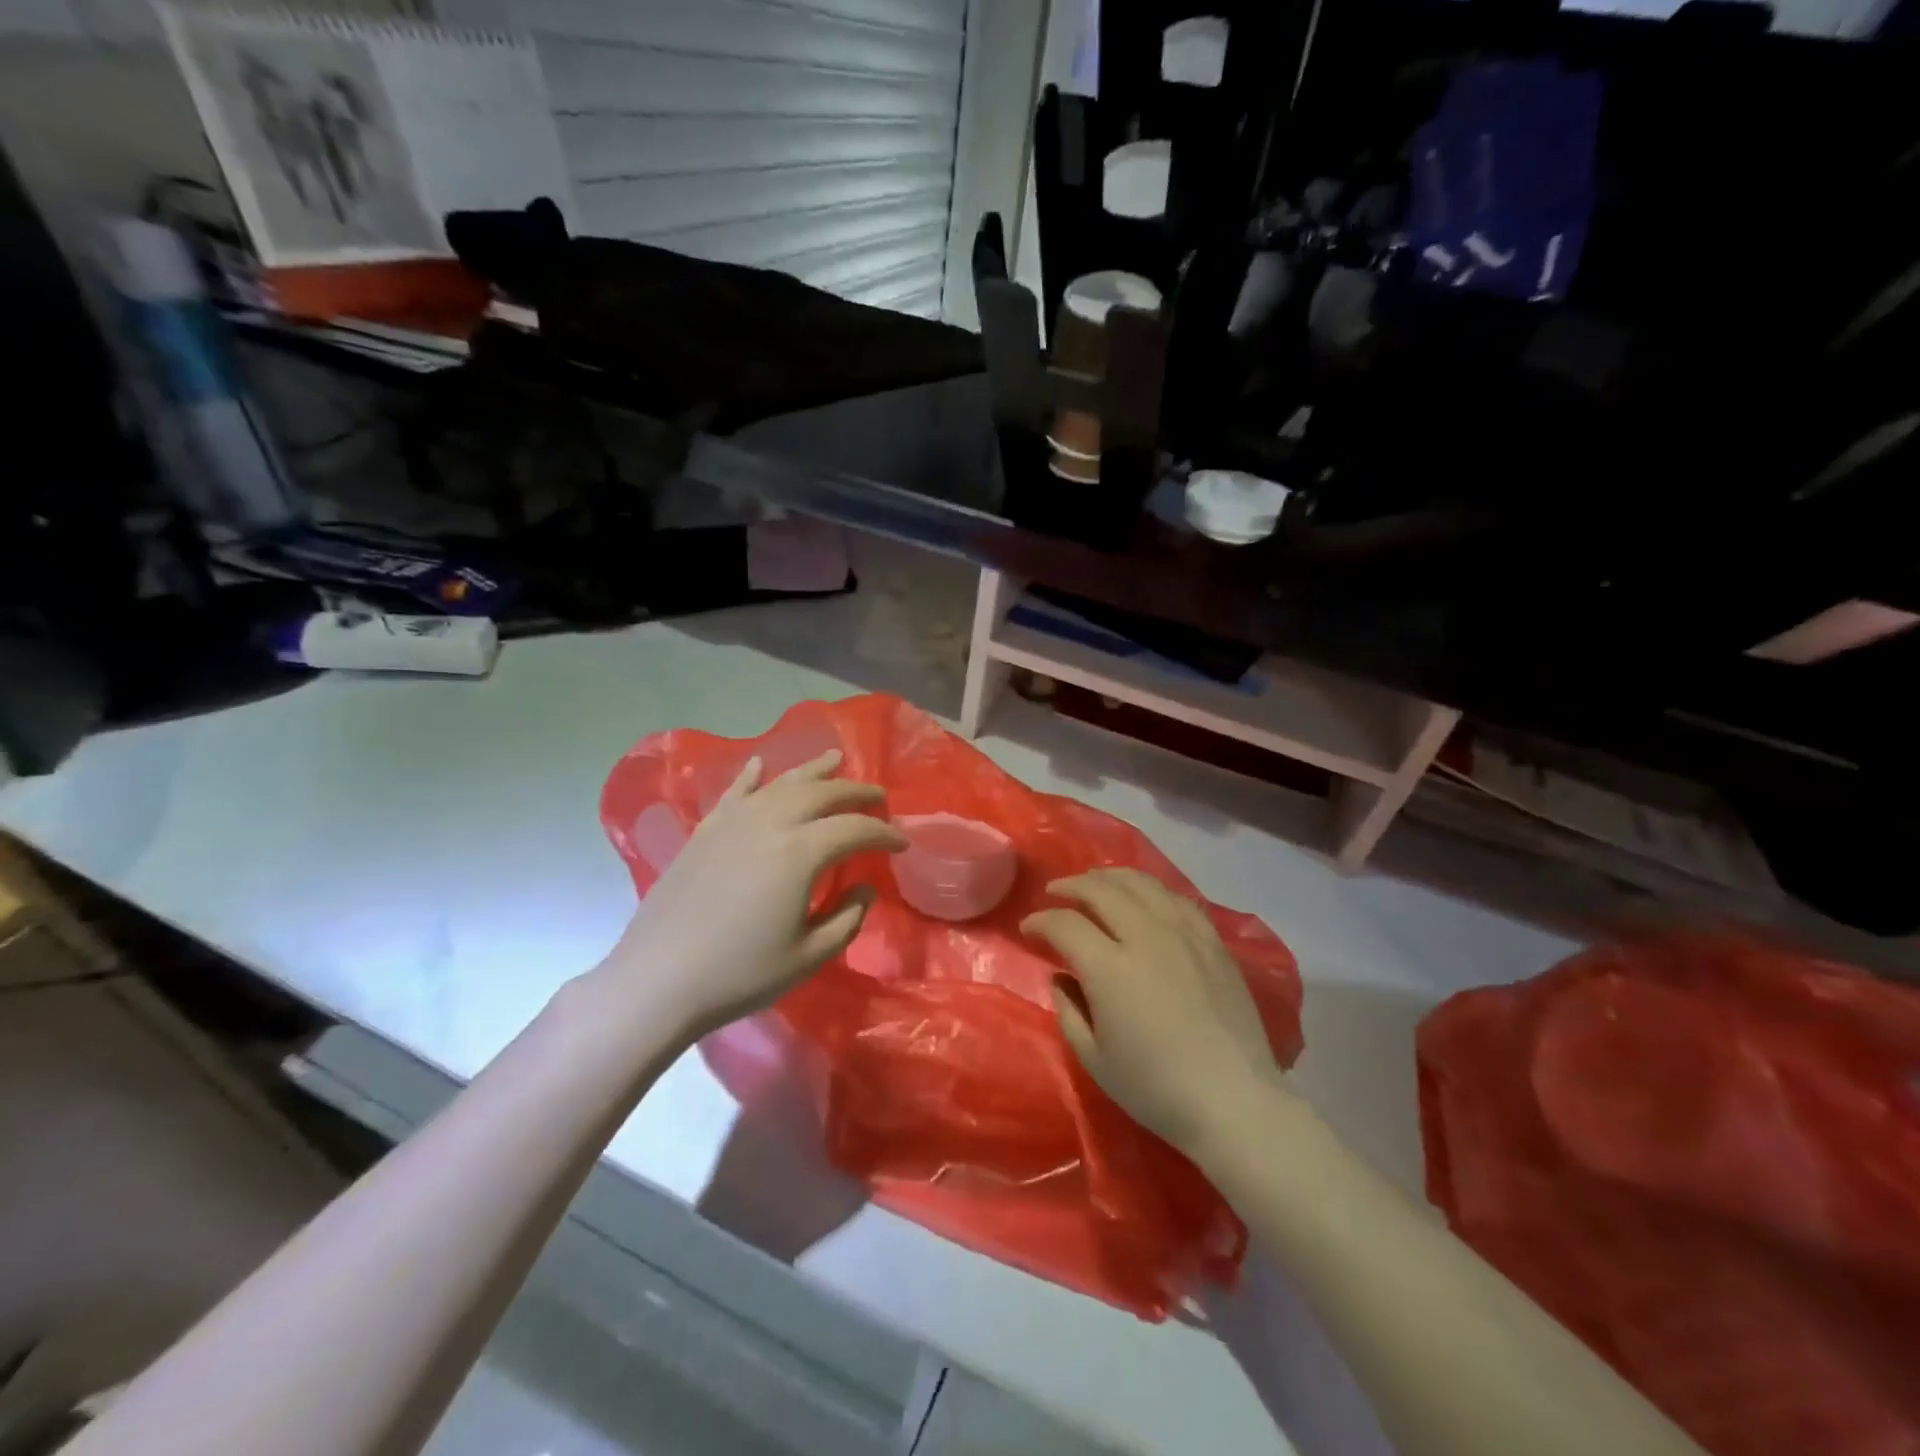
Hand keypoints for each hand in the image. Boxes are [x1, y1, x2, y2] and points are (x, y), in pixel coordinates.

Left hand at [603, 751, 906, 1038]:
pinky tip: (760, 764)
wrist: (658, 980)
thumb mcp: (809, 955)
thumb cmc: (740, 973)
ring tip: (835, 759)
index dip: (884, 833)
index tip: (902, 843)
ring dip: (813, 770)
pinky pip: (734, 792)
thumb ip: (847, 917)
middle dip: (855, 791)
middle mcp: (770, 823)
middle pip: (822, 793)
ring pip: (781, 783)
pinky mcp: (704, 831)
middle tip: (878, 796)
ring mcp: (732, 822)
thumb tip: (863, 887)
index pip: (855, 829)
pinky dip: (752, 775)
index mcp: (800, 852)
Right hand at [1023, 868, 1284, 1156]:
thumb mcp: (1094, 1060)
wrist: (1235, 1101)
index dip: (1040, 921)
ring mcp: (1184, 934)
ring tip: (1095, 883)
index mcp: (1110, 968)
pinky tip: (1144, 897)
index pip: (1065, 924)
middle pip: (1101, 890)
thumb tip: (1061, 978)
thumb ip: (1069, 1011)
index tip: (1028, 928)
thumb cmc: (1156, 1088)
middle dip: (1070, 886)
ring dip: (1109, 878)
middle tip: (1055, 893)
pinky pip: (1176, 898)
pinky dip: (1151, 890)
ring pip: (1141, 883)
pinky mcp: (1212, 941)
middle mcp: (1146, 937)